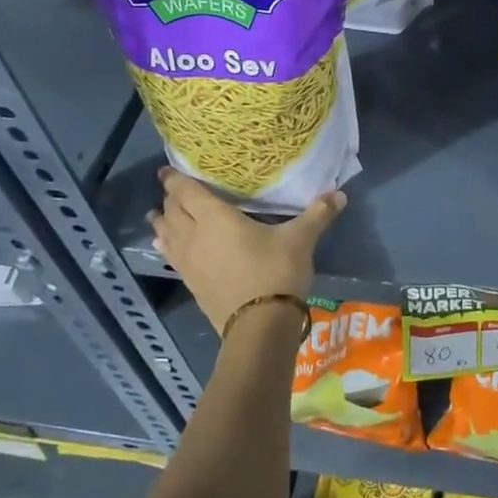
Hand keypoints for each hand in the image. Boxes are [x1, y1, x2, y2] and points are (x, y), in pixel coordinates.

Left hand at [147, 167, 345, 335]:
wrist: (260, 326)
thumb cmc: (277, 272)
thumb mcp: (300, 239)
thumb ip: (318, 214)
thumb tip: (340, 194)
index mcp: (216, 218)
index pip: (187, 192)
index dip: (175, 180)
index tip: (166, 170)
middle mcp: (195, 236)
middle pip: (174, 211)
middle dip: (171, 199)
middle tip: (172, 190)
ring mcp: (190, 262)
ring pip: (167, 235)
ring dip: (162, 223)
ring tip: (157, 215)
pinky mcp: (191, 284)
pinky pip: (172, 256)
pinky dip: (167, 245)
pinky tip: (167, 247)